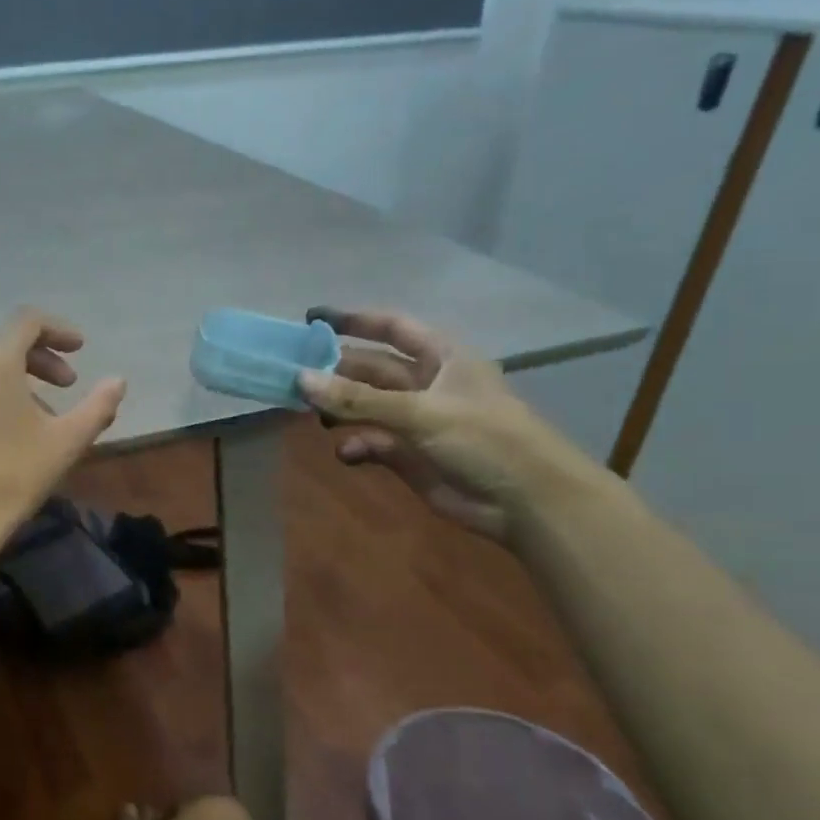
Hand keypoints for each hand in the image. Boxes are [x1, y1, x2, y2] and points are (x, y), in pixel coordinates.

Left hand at [0, 310, 126, 544]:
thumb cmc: (10, 477)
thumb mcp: (65, 442)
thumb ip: (98, 406)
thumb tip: (118, 381)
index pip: (29, 322)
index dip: (59, 331)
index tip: (79, 351)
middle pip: (1, 342)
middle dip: (37, 359)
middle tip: (63, 386)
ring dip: (6, 378)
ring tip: (29, 414)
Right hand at [298, 309, 601, 540]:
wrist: (526, 501)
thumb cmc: (484, 438)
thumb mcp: (419, 411)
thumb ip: (357, 398)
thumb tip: (300, 378)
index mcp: (442, 358)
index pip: (392, 327)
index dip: (354, 320)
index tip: (312, 318)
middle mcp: (426, 384)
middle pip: (371, 369)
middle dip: (336, 371)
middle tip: (293, 375)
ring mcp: (416, 421)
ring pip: (366, 407)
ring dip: (341, 409)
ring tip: (311, 414)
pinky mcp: (409, 455)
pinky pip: (371, 443)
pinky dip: (356, 446)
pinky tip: (346, 453)